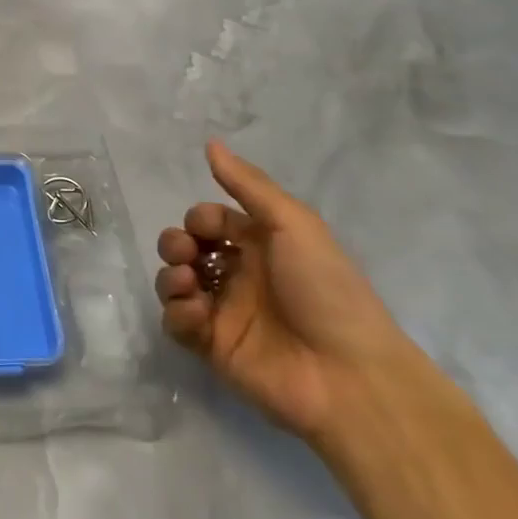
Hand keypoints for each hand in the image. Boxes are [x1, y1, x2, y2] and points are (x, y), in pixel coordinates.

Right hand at [155, 140, 412, 443]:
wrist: (347, 375)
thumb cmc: (324, 289)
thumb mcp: (293, 224)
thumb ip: (248, 185)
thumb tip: (210, 143)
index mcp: (260, 245)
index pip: (211, 221)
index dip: (200, 219)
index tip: (205, 228)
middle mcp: (239, 275)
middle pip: (186, 248)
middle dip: (174, 243)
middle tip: (186, 254)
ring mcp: (223, 312)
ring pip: (174, 283)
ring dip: (170, 276)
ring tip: (187, 284)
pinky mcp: (212, 347)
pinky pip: (176, 322)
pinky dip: (177, 313)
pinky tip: (196, 314)